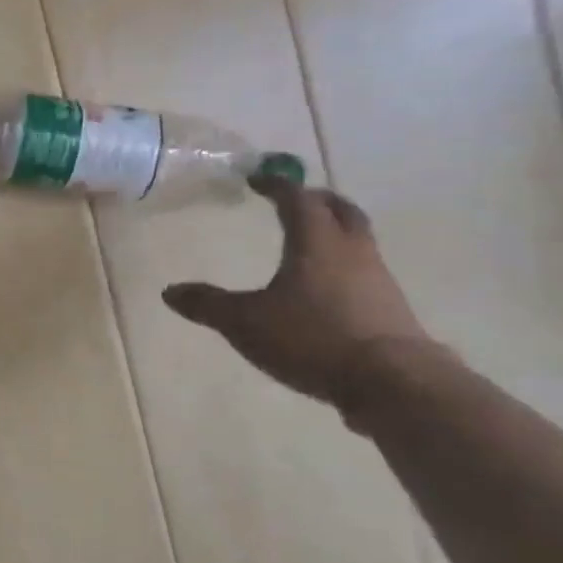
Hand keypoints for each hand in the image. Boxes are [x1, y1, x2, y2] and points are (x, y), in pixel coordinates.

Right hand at [162, 175, 432, 409]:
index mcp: (315, 243)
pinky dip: (344, 267)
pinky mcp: (390, 310)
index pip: (297, 199)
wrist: (392, 382)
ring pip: (358, 241)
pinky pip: (365, 273)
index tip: (257, 179)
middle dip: (318, 200)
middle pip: (341, 211)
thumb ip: (208, 304)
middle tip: (296, 199)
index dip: (277, 185)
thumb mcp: (245, 322)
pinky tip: (326, 288)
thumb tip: (170, 291)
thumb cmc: (312, 337)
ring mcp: (378, 280)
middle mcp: (351, 252)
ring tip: (310, 244)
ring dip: (335, 233)